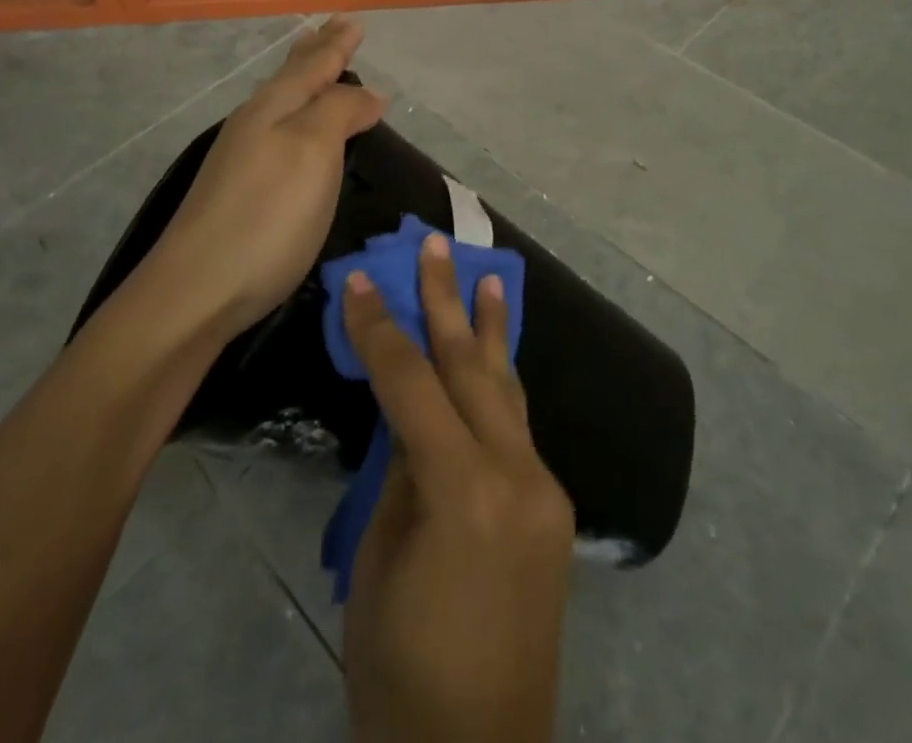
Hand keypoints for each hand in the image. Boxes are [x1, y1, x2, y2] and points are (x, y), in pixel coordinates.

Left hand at [152, 18, 384, 335]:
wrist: (197, 290)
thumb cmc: (267, 215)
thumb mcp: (313, 151)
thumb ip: (340, 111)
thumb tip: (366, 92)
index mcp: (275, 107)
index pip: (314, 65)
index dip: (336, 44)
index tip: (353, 22)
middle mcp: (255, 123)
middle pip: (292, 78)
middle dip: (317, 52)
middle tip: (334, 29)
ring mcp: (241, 157)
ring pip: (281, 102)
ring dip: (304, 80)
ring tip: (318, 67)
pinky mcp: (238, 189)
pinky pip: (275, 130)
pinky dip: (295, 115)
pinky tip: (293, 126)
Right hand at [342, 234, 574, 742]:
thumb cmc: (402, 667)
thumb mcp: (379, 562)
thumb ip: (400, 473)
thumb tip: (408, 414)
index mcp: (464, 490)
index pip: (412, 384)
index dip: (380, 329)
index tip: (358, 280)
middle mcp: (517, 475)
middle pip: (471, 368)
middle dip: (447, 301)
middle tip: (437, 245)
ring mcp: (544, 488)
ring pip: (507, 388)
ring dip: (491, 330)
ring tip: (488, 276)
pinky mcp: (553, 505)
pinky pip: (517, 426)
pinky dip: (498, 384)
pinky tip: (494, 355)